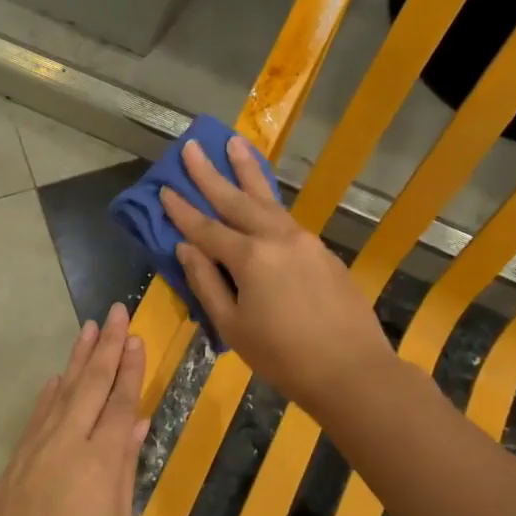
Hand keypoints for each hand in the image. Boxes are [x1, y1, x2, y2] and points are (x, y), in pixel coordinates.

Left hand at [0, 303, 148, 515]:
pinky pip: (37, 415)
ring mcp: (37, 447)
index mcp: (102, 458)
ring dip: (76, 359)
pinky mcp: (16, 459)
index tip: (136, 337)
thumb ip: (125, 468)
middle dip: (106, 346)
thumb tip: (137, 426)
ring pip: (62, 392)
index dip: (130, 368)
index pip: (121, 401)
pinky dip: (50, 394)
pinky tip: (56, 378)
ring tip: (88, 329)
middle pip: (91, 384)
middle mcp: (69, 442)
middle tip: (115, 312)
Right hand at [161, 137, 393, 416]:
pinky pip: (286, 218)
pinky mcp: (323, 252)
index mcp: (250, 257)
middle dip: (211, 173)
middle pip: (236, 199)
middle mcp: (277, 238)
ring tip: (234, 144)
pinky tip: (262, 198)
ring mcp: (305, 241)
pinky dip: (269, 201)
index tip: (164, 188)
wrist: (351, 371)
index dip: (182, 210)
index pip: (206, 228)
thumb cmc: (282, 356)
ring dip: (247, 172)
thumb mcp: (232, 326)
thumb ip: (206, 282)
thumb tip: (186, 248)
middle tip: (192, 147)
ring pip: (268, 199)